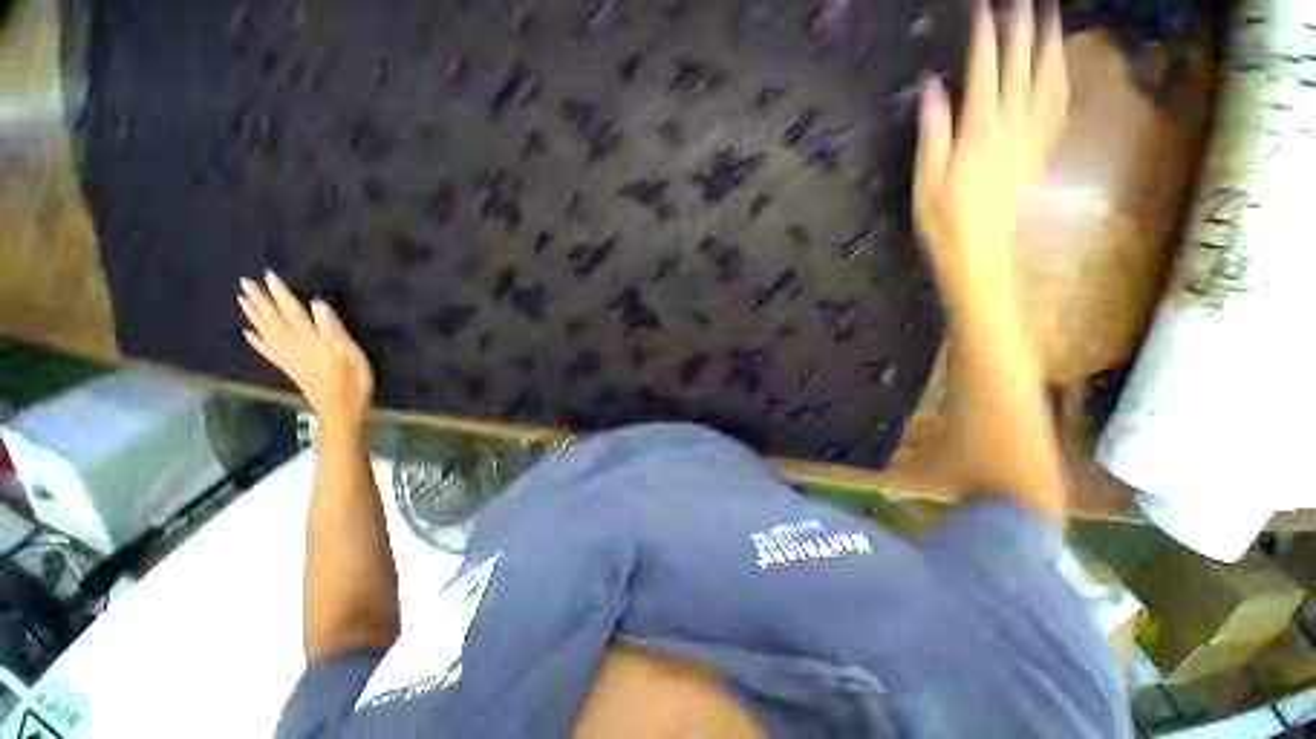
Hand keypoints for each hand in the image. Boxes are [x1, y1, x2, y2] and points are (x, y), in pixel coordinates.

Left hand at [238, 271, 373, 429]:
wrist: (340, 411)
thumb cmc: (352, 381)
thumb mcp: (350, 354)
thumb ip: (334, 330)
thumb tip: (317, 304)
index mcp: (308, 340)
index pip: (291, 311)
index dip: (281, 293)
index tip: (269, 275)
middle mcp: (292, 345)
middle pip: (272, 319)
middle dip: (259, 300)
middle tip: (244, 282)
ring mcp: (288, 358)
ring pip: (265, 332)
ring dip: (253, 315)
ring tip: (241, 299)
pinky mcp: (289, 368)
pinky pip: (267, 351)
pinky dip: (256, 341)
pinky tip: (247, 333)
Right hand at [914, 0, 1067, 291]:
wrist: (979, 251)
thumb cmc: (945, 220)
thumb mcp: (927, 180)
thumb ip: (933, 132)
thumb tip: (933, 89)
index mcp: (980, 131)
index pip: (986, 73)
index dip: (988, 38)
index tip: (987, 8)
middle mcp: (1012, 126)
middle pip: (1022, 69)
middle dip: (1023, 29)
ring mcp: (1031, 137)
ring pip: (1047, 81)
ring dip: (1050, 44)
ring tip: (1052, 15)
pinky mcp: (1040, 151)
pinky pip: (1056, 107)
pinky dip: (1060, 79)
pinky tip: (1061, 64)